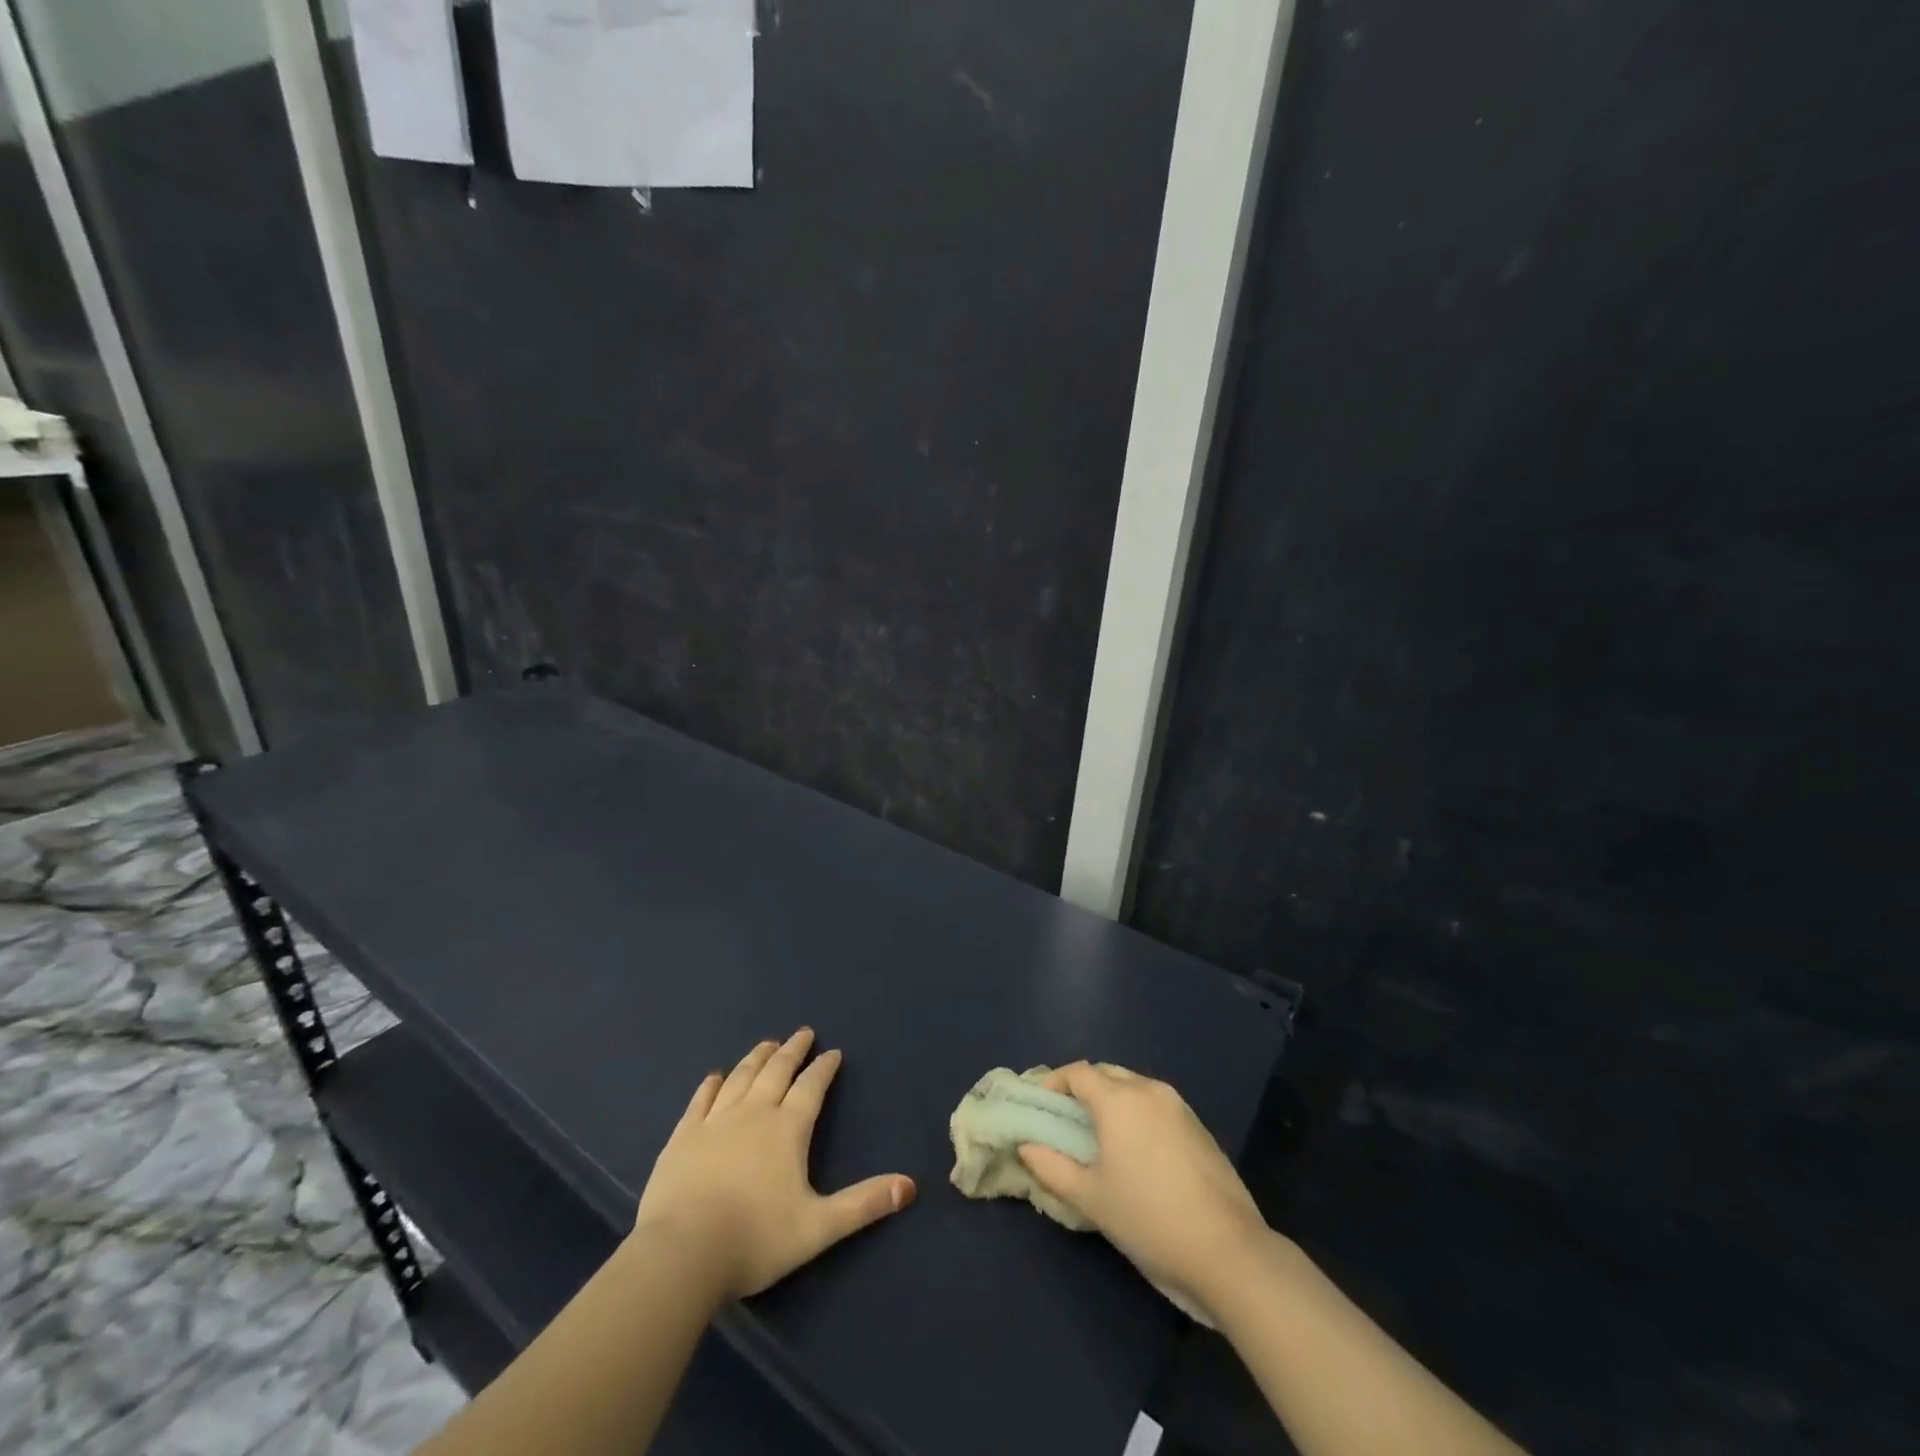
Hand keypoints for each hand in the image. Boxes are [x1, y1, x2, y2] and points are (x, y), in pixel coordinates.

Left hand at [634, 1029, 915, 1298]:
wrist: (682, 1253)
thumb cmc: (755, 1239)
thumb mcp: (819, 1227)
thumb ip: (864, 1204)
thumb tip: (910, 1187)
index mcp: (787, 1129)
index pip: (811, 1087)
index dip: (824, 1068)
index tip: (832, 1052)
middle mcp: (753, 1113)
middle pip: (776, 1072)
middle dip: (793, 1050)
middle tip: (803, 1033)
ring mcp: (714, 1122)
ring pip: (740, 1078)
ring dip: (756, 1058)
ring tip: (766, 1044)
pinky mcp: (682, 1138)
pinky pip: (700, 1101)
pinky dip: (710, 1086)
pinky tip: (714, 1077)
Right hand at [1018, 1062, 1269, 1321]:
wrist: (1228, 1251)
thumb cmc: (1148, 1219)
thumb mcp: (1090, 1198)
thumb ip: (1052, 1167)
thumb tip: (1027, 1147)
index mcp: (1119, 1099)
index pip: (1078, 1072)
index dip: (1054, 1082)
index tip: (1040, 1104)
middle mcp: (1149, 1090)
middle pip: (1107, 1073)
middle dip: (1083, 1088)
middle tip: (1066, 1119)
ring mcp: (1179, 1106)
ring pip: (1134, 1086)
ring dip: (1111, 1099)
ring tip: (1098, 1134)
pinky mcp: (1199, 1126)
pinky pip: (1156, 1105)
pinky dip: (1137, 1113)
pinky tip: (1135, 1149)